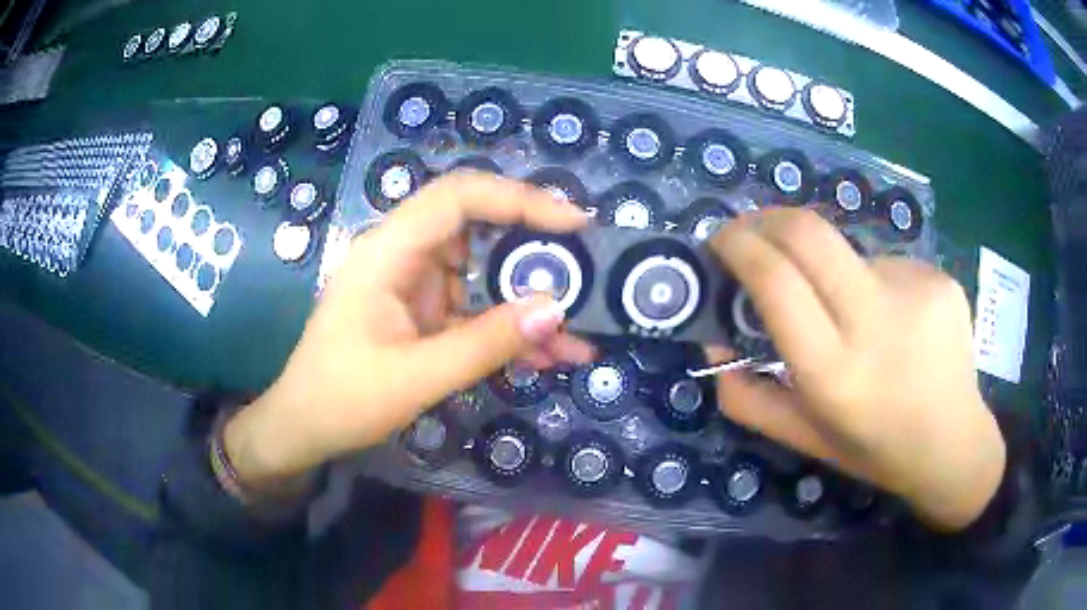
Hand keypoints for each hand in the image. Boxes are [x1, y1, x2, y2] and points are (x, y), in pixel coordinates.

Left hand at [224, 173, 594, 487]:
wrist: (303, 429)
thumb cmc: (343, 399)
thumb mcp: (416, 377)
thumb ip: (486, 343)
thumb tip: (556, 309)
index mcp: (389, 252)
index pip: (459, 197)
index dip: (519, 199)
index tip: (572, 224)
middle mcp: (404, 256)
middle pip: (479, 229)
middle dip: (535, 252)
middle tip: (586, 273)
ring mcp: (415, 286)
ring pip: (484, 275)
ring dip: (527, 304)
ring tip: (577, 336)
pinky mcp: (423, 315)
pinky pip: (475, 311)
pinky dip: (508, 331)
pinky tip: (546, 357)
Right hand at [707, 209, 1004, 530]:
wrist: (955, 444)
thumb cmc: (875, 450)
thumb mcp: (804, 438)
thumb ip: (748, 396)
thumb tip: (715, 339)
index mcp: (836, 373)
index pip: (776, 281)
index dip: (739, 247)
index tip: (720, 239)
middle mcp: (878, 323)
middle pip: (810, 233)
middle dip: (768, 220)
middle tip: (754, 233)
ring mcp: (916, 291)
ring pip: (849, 253)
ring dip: (831, 271)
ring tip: (855, 317)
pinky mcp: (939, 277)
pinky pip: (887, 265)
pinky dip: (874, 284)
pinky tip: (896, 322)